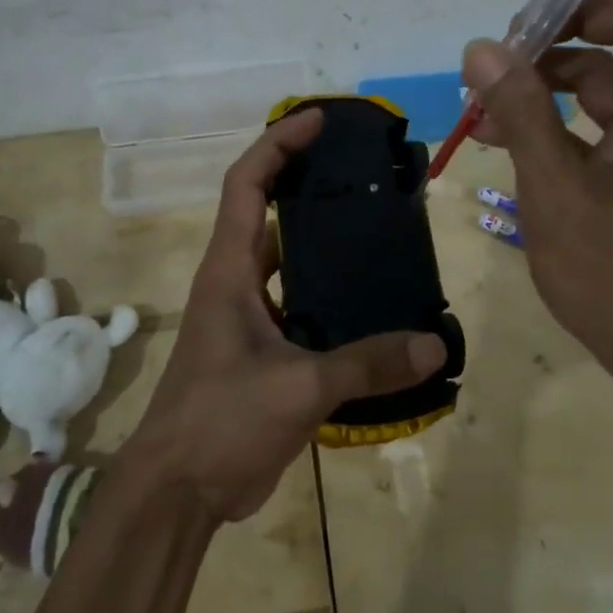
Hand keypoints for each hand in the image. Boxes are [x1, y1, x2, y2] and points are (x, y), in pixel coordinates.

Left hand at [120, 109, 446, 523]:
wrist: (178, 492)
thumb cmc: (220, 422)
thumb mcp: (298, 387)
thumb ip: (367, 364)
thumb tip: (434, 346)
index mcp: (229, 270)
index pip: (246, 184)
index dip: (277, 144)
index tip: (317, 120)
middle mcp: (235, 283)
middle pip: (267, 212)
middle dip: (306, 182)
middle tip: (362, 171)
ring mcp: (247, 319)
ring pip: (286, 261)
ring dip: (322, 242)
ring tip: (378, 228)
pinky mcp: (262, 352)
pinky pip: (300, 307)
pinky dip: (330, 296)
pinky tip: (373, 303)